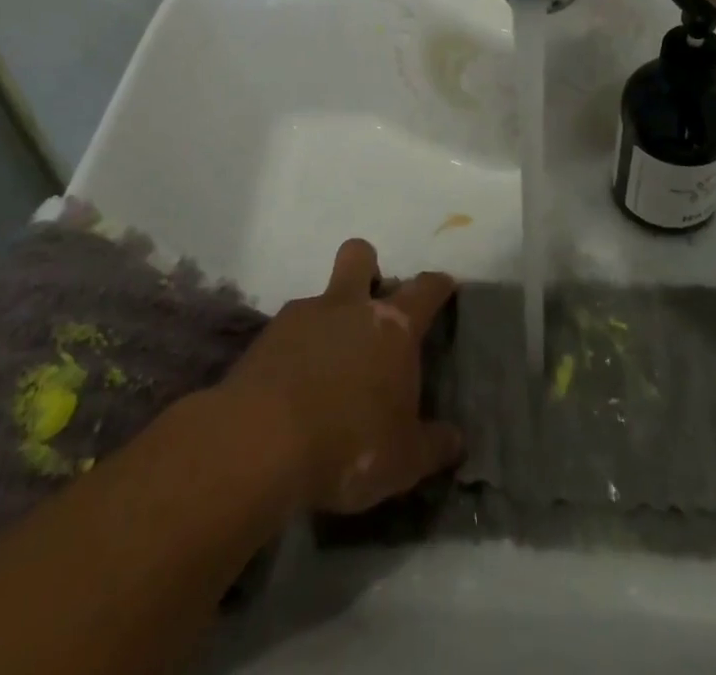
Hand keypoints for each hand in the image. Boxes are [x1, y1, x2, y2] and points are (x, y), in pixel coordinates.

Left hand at [221, 239, 461, 514]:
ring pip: (320, 295)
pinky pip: (288, 331)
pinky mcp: (265, 337)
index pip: (425, 289)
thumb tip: (456, 441)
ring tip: (328, 364)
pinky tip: (294, 384)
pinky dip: (296, 349)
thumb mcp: (404, 460)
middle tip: (371, 303)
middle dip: (368, 267)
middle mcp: (350, 307)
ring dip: (328, 318)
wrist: (259, 444)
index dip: (438, 285)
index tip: (444, 287)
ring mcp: (303, 316)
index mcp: (393, 327)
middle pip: (360, 255)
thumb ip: (433, 446)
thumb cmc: (348, 444)